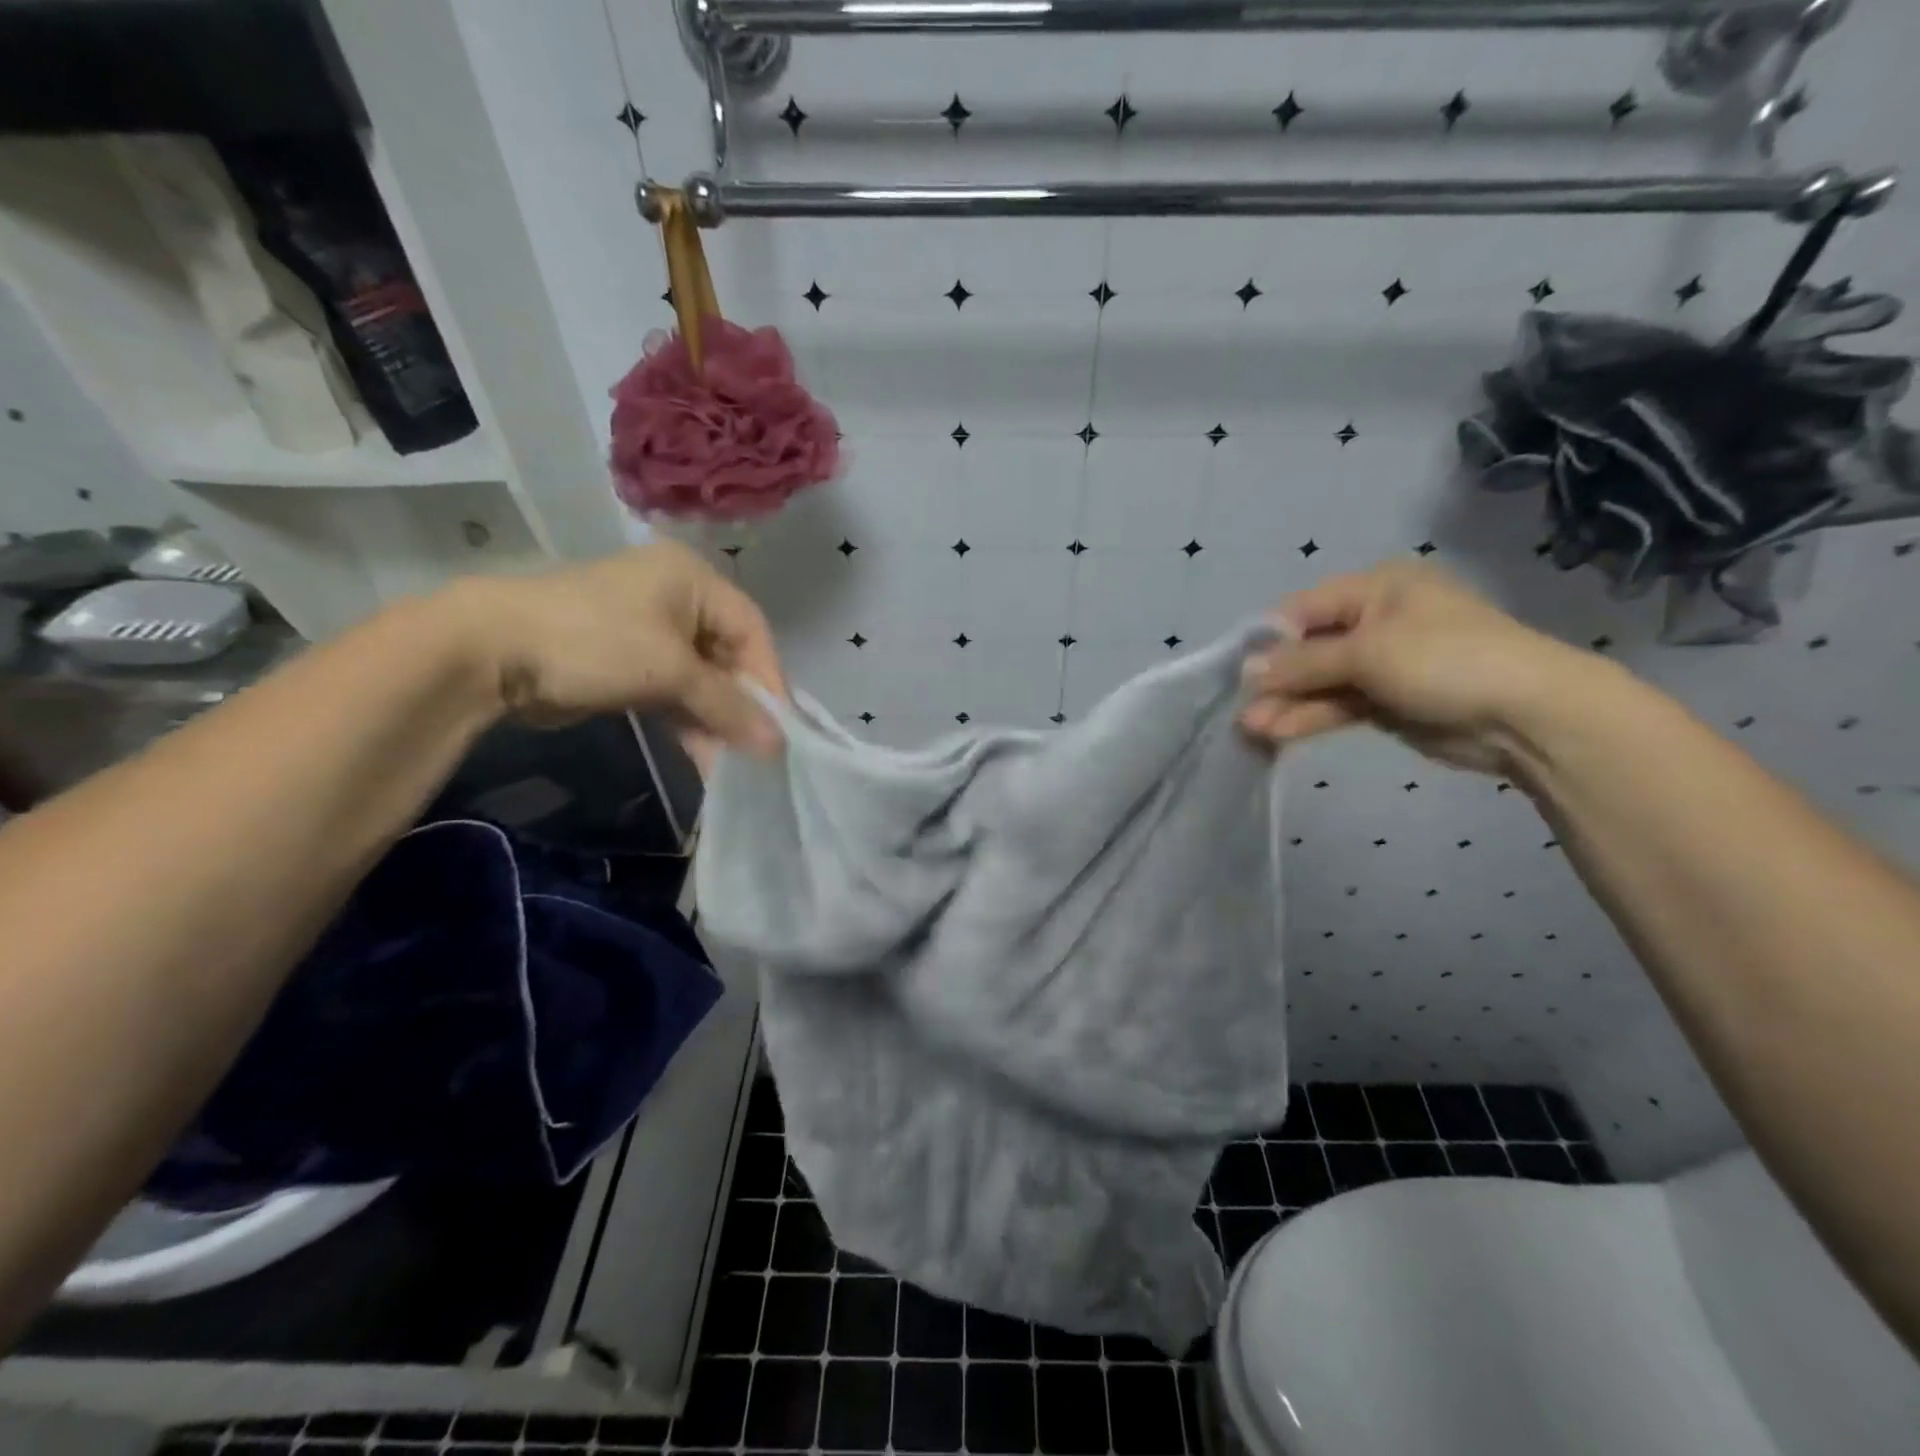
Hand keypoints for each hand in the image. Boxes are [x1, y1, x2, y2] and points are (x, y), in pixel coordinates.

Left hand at [453, 541, 783, 756]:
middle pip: (728, 657)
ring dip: (715, 720)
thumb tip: (778, 745)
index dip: (768, 679)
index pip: (751, 630)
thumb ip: (728, 707)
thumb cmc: (596, 642)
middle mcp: (677, 598)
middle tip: (755, 748)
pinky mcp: (629, 662)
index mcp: (693, 579)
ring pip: (701, 679)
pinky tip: (703, 755)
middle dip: (740, 705)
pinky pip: (674, 692)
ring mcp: (650, 631)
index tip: (779, 726)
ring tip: (729, 761)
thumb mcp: (671, 672)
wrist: (491, 652)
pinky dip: (688, 720)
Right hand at [1238, 561, 1593, 775]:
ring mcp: (1382, 664)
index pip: (1304, 609)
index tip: (1236, 668)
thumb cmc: (1445, 659)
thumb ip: (1302, 663)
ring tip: (1250, 729)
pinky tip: (1277, 734)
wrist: (1526, 715)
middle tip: (1240, 708)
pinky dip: (1310, 718)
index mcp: (1376, 589)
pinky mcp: (1387, 702)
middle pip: (1309, 649)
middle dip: (1276, 679)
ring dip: (1287, 704)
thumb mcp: (1367, 652)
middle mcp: (1376, 620)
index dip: (1269, 639)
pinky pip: (1338, 705)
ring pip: (1321, 682)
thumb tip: (1246, 671)